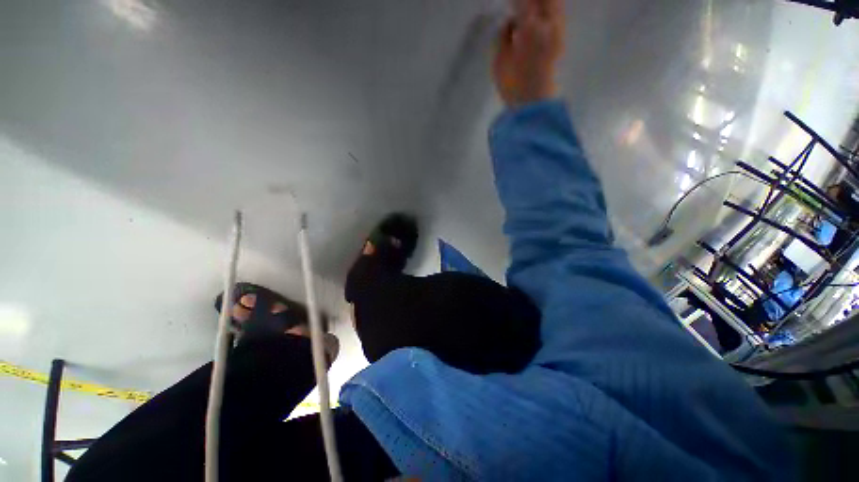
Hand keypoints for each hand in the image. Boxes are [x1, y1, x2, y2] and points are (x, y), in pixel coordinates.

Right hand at [493, 0, 564, 106]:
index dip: (515, 0)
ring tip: (527, 13)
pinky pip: (557, 15)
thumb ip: (503, 36)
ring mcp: (558, 31)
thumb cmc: (512, 85)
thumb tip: (511, 22)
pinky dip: (548, 11)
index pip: (523, 0)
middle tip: (519, 5)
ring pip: (554, 4)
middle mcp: (548, 24)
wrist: (533, 104)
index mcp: (530, 28)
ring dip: (541, 3)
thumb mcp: (499, 61)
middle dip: (530, 0)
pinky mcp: (561, 40)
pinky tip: (538, 17)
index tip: (508, 3)